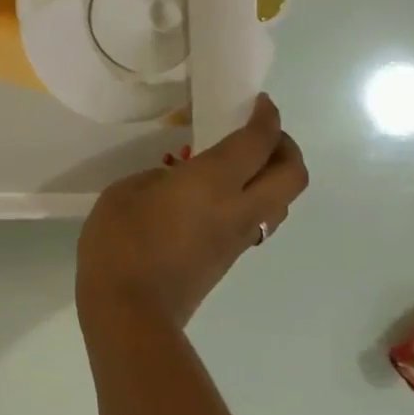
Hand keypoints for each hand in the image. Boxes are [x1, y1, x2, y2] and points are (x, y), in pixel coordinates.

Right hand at [77, 93, 307, 331]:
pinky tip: (219, 197)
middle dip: (286, 147)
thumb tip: (178, 184)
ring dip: (275, 177)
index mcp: (213, 182)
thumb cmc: (120, 243)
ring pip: (281, 202)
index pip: (257, 142)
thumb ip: (159, 178)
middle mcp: (239, 208)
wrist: (130, 311)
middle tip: (261, 134)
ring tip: (244, 166)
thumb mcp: (125, 193)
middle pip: (293, 175)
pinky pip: (258, 221)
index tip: (259, 102)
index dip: (266, 117)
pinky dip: (254, 200)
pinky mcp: (228, 259)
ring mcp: (238, 238)